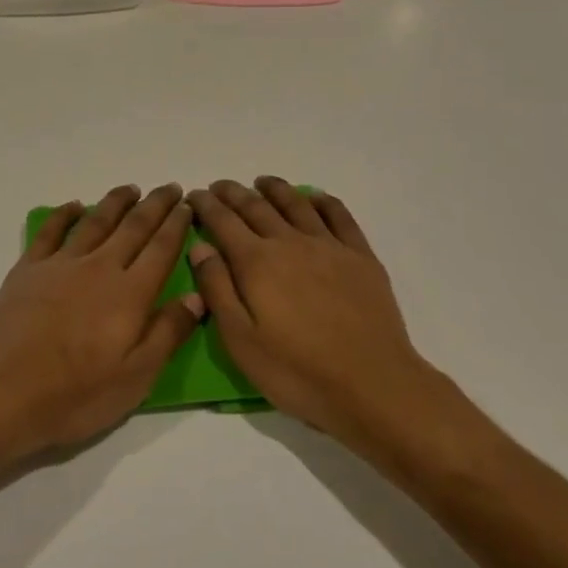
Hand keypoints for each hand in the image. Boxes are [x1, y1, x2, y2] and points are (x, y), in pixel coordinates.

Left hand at [0, 184, 202, 461]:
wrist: (2, 393)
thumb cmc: (75, 395)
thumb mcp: (135, 378)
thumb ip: (168, 333)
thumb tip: (197, 297)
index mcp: (130, 294)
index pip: (161, 249)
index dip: (177, 225)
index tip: (187, 205)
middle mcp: (99, 268)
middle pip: (133, 227)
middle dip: (155, 205)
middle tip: (170, 187)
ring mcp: (61, 264)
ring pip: (95, 221)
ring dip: (116, 202)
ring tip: (131, 189)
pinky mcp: (28, 269)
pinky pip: (50, 231)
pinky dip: (64, 214)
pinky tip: (74, 205)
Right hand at [187, 177, 436, 445]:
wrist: (373, 385)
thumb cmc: (297, 372)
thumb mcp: (241, 341)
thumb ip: (218, 289)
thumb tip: (200, 247)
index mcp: (257, 263)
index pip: (223, 222)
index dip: (206, 206)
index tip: (195, 195)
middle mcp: (290, 242)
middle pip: (256, 207)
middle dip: (233, 193)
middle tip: (219, 186)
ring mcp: (329, 246)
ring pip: (296, 204)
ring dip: (275, 189)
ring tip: (262, 182)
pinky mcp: (360, 256)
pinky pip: (339, 215)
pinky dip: (322, 200)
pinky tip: (315, 197)